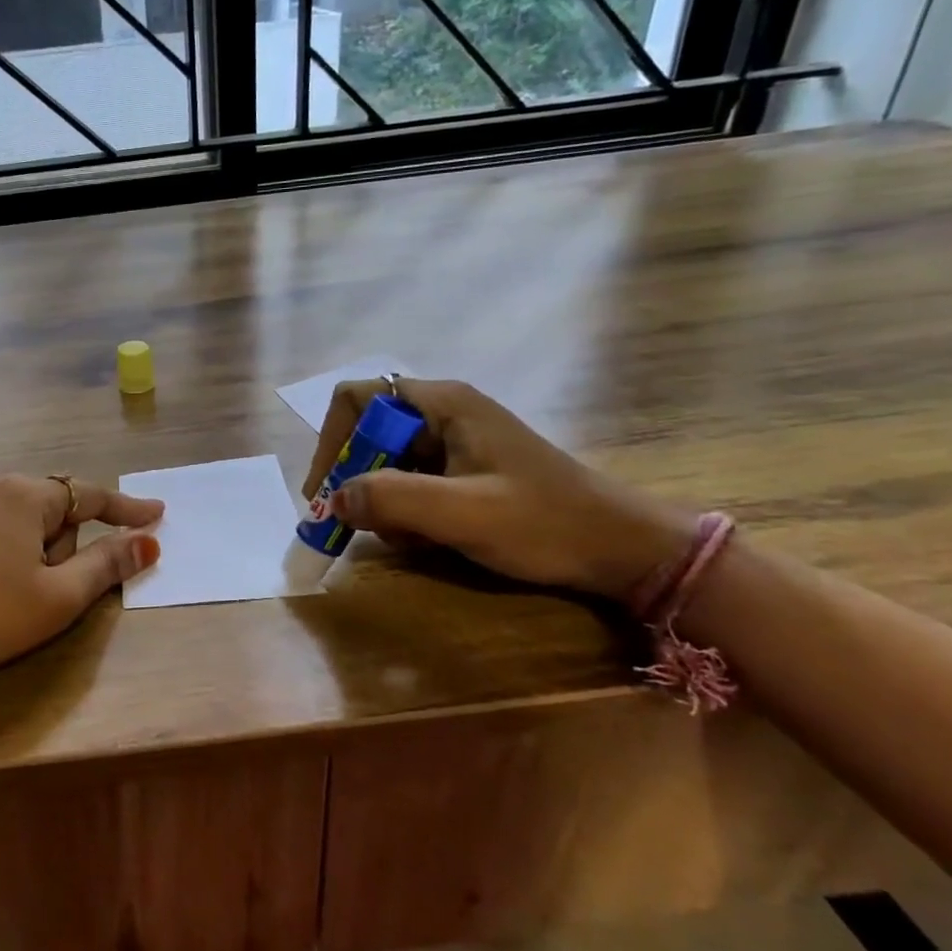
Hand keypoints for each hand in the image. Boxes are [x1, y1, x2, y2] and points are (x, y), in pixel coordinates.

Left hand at [0, 475, 162, 700]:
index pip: (89, 494)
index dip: (126, 508)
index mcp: (22, 495)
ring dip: (21, 546)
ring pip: (5, 518)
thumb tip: (148, 542)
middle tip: (47, 590)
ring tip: (3, 595)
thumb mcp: (57, 599)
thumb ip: (106, 565)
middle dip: (59, 542)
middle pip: (45, 507)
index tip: (155, 514)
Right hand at [301, 379, 694, 598]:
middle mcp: (443, 414)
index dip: (333, 441)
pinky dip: (406, 513)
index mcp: (442, 404)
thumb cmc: (545, 523)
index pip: (357, 400)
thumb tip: (333, 499)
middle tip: (361, 524)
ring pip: (386, 464)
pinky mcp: (464, 471)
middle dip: (359, 480)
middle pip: (368, 434)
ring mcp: (454, 443)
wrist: (622, 550)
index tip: (329, 490)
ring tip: (413, 538)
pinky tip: (430, 539)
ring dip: (384, 503)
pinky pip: (411, 484)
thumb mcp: (463, 513)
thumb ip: (392, 499)